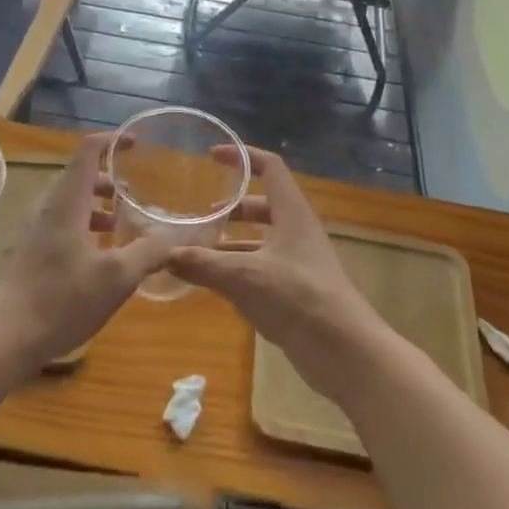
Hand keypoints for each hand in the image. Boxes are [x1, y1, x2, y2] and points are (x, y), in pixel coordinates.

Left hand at [0, 133, 169, 369]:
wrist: (0, 338)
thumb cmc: (60, 299)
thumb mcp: (116, 278)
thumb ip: (147, 253)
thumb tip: (171, 238)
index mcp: (67, 202)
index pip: (88, 152)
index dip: (112, 142)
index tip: (135, 144)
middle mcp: (47, 208)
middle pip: (79, 178)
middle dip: (109, 181)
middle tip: (134, 196)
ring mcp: (33, 231)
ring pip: (69, 204)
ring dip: (96, 207)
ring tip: (120, 227)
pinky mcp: (27, 254)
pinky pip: (59, 225)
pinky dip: (82, 227)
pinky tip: (96, 258)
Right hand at [167, 147, 389, 406]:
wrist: (344, 351)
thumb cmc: (297, 298)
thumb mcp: (243, 277)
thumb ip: (204, 264)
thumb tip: (164, 255)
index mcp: (291, 212)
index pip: (270, 167)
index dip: (242, 156)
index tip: (212, 157)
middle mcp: (297, 230)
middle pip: (263, 204)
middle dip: (232, 207)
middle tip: (201, 215)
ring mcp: (299, 261)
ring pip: (262, 239)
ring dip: (233, 241)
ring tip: (201, 251)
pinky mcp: (297, 289)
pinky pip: (263, 267)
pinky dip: (240, 268)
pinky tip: (217, 284)